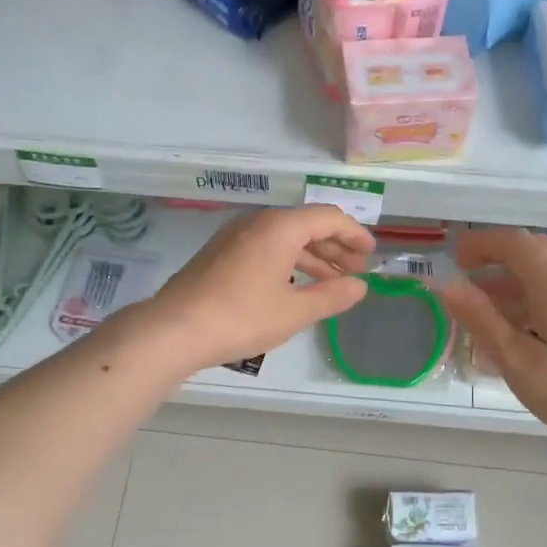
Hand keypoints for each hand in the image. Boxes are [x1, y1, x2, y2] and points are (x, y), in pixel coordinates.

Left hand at [138, 205, 374, 373]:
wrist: (175, 329)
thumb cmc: (241, 317)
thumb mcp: (294, 311)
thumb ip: (332, 296)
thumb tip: (360, 286)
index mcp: (280, 227)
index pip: (328, 217)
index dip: (354, 234)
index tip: (370, 254)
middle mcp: (257, 222)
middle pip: (306, 225)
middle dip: (335, 246)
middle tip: (355, 271)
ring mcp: (234, 236)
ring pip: (284, 238)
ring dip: (311, 256)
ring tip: (331, 281)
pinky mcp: (220, 253)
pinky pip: (265, 247)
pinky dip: (287, 261)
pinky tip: (294, 286)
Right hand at [436, 228, 546, 449]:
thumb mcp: (516, 359)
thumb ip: (481, 319)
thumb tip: (448, 285)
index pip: (515, 243)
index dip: (481, 243)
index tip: (454, 257)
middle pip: (533, 249)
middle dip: (496, 254)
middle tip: (466, 272)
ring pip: (546, 269)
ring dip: (512, 275)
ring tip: (482, 302)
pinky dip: (529, 292)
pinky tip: (515, 324)